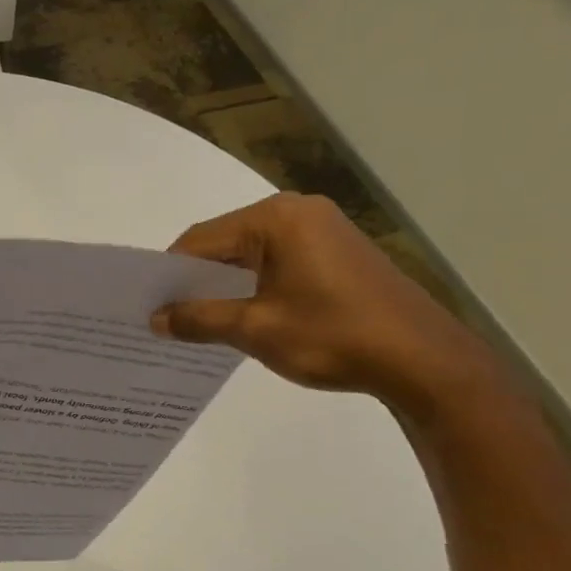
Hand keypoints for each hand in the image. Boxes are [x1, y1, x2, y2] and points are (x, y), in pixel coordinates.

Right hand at [150, 193, 503, 418]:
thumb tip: (155, 319)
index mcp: (275, 219)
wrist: (422, 359)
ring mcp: (323, 229)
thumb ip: (200, 319)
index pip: (201, 240)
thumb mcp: (256, 330)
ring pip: (253, 252)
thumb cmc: (333, 337)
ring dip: (226, 283)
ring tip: (201, 320)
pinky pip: (280, 260)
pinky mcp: (339, 251)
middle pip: (226, 241)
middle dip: (196, 279)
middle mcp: (298, 211)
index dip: (169, 273)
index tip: (148, 305)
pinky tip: (245, 314)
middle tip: (167, 315)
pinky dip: (255, 284)